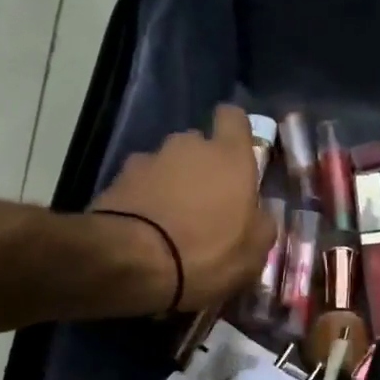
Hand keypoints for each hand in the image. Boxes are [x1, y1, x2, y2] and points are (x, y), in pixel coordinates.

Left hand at [91, 105, 274, 311]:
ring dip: (172, 183)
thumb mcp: (254, 252)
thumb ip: (261, 223)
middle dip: (202, 166)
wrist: (134, 262)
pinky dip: (145, 198)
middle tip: (206, 203)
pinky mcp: (118, 178)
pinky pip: (140, 183)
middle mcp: (189, 146)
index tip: (237, 155)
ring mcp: (149, 159)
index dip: (235, 132)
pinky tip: (146, 228)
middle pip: (198, 145)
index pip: (233, 117)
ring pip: (167, 164)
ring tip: (172, 220)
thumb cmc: (208, 253)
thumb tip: (258, 213)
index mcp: (230, 157)